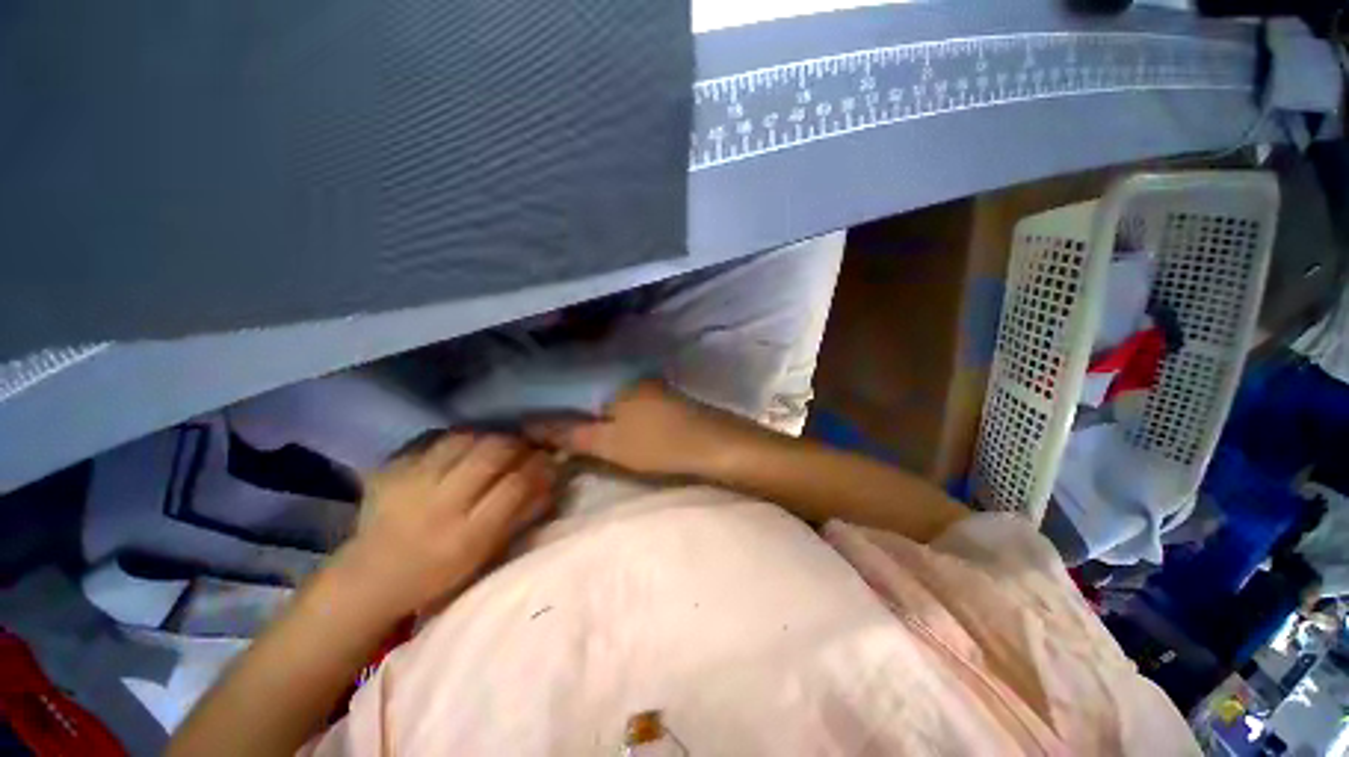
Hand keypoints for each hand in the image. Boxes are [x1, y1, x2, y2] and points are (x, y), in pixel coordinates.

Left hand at [336, 433, 556, 616]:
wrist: (370, 578)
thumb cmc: (438, 573)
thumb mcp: (485, 554)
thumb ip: (520, 514)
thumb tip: (550, 478)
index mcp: (466, 536)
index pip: (515, 484)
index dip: (538, 465)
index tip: (548, 457)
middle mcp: (438, 506)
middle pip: (491, 454)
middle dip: (516, 443)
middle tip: (524, 445)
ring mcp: (409, 484)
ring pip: (464, 438)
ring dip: (487, 437)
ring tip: (494, 445)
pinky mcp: (389, 469)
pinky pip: (433, 437)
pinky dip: (455, 437)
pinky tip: (462, 447)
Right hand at [527, 380, 764, 478]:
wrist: (714, 446)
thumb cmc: (660, 445)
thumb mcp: (609, 444)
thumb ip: (569, 433)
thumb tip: (528, 424)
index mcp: (612, 380)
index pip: (565, 381)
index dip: (542, 395)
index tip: (519, 409)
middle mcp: (625, 375)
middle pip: (582, 384)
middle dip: (558, 399)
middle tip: (531, 416)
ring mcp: (643, 384)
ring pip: (600, 390)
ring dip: (579, 403)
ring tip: (553, 418)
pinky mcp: (655, 396)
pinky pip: (617, 397)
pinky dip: (600, 407)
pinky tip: (592, 418)